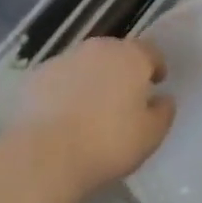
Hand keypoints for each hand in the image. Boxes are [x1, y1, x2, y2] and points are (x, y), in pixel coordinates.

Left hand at [12, 37, 173, 197]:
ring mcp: (66, 58)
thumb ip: (163, 113)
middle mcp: (100, 48)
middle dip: (122, 70)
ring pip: (86, 63)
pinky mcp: (37, 75)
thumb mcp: (150, 136)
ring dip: (92, 78)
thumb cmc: (108, 143)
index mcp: (131, 57)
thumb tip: (164, 99)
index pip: (151, 52)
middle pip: (117, 53)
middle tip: (123, 96)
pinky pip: (60, 78)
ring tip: (90, 108)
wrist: (45, 154)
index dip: (156, 66)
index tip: (157, 81)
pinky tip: (61, 115)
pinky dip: (64, 90)